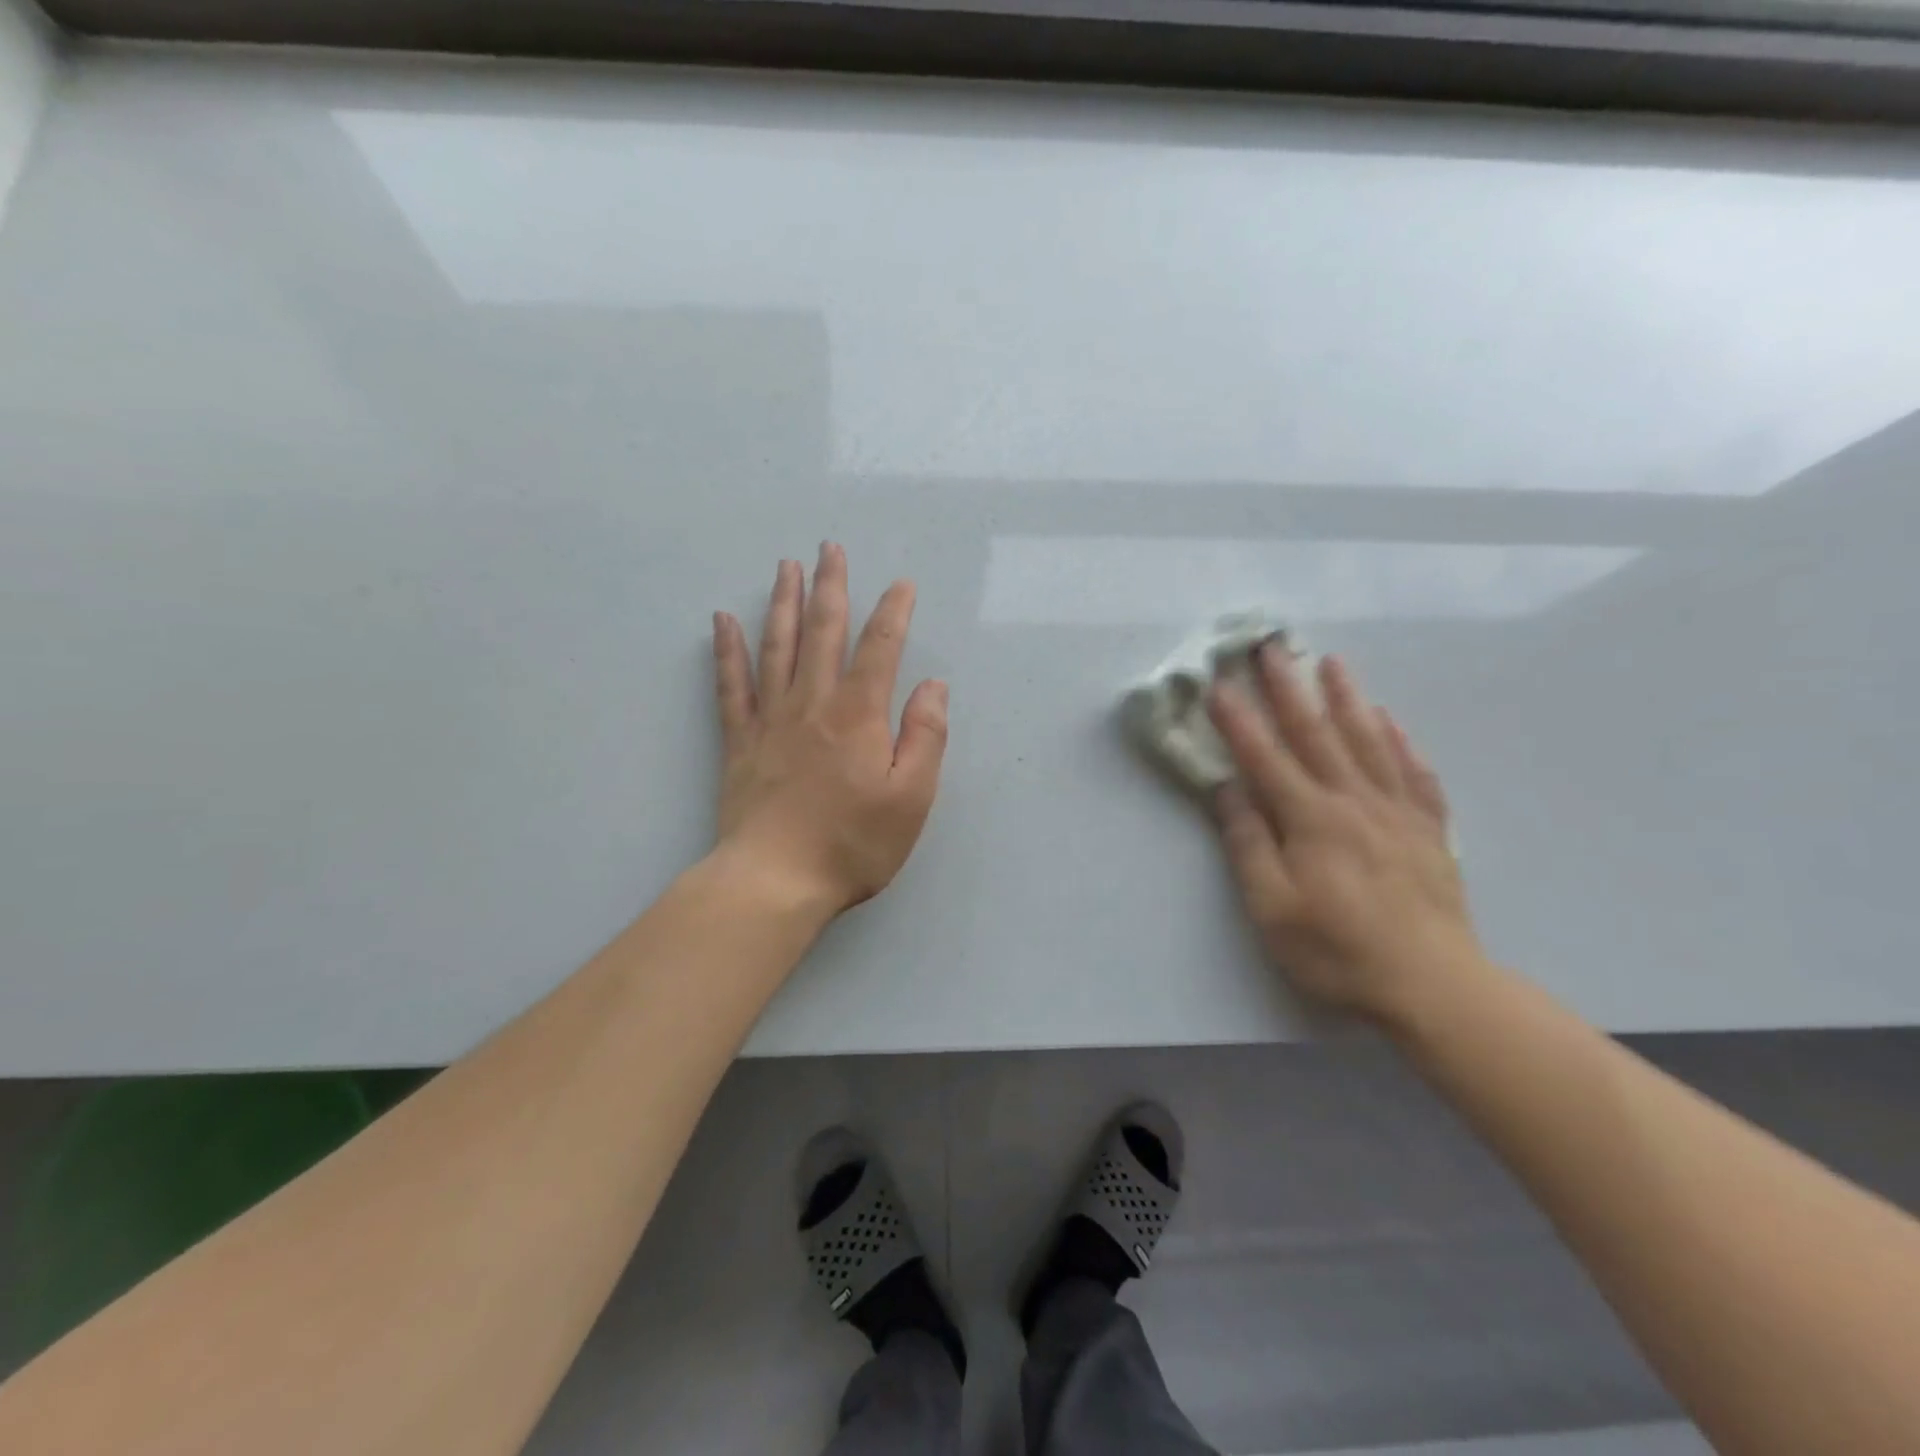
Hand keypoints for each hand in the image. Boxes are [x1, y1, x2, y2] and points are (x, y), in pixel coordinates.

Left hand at [712, 544, 948, 914]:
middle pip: (823, 631)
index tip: (902, 584)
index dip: (894, 612)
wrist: (775, 880)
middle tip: (830, 547)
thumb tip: (933, 686)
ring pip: (777, 646)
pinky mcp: (740, 741)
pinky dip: (726, 650)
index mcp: (859, 715)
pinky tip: (722, 621)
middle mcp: (813, 703)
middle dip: (831, 586)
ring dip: (783, 602)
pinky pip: (731, 685)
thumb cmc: (852, 843)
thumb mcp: (912, 798)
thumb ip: (926, 737)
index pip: (880, 648)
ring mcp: (771, 719)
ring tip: (787, 565)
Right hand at [1207, 646, 1483, 1026]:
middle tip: (1272, 646)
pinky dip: (1401, 742)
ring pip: (1368, 741)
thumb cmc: (1337, 950)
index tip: (1218, 683)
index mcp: (1310, 819)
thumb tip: (1228, 789)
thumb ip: (1247, 844)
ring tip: (1331, 663)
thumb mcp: (1271, 908)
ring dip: (1346, 698)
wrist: (1434, 987)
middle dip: (1288, 688)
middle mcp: (1353, 802)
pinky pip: (1415, 774)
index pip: (1265, 757)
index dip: (1238, 720)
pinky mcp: (1429, 831)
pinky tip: (1391, 721)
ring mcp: (1397, 813)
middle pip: (1316, 734)